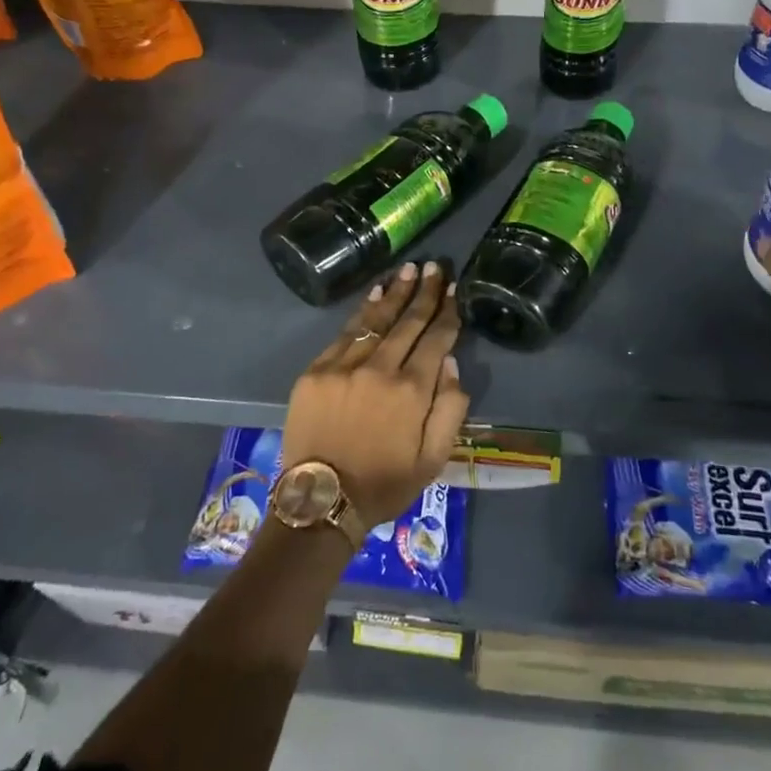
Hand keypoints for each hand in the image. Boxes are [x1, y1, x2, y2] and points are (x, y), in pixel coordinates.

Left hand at [279, 260, 468, 530]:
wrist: (321, 502)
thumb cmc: (384, 483)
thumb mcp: (433, 459)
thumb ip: (450, 408)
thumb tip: (451, 362)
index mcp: (412, 391)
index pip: (436, 339)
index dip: (447, 312)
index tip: (454, 289)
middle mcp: (380, 369)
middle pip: (408, 321)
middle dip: (424, 293)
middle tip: (435, 267)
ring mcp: (344, 366)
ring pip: (376, 319)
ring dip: (395, 292)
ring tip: (409, 270)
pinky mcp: (316, 370)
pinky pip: (345, 332)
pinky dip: (363, 310)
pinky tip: (375, 293)